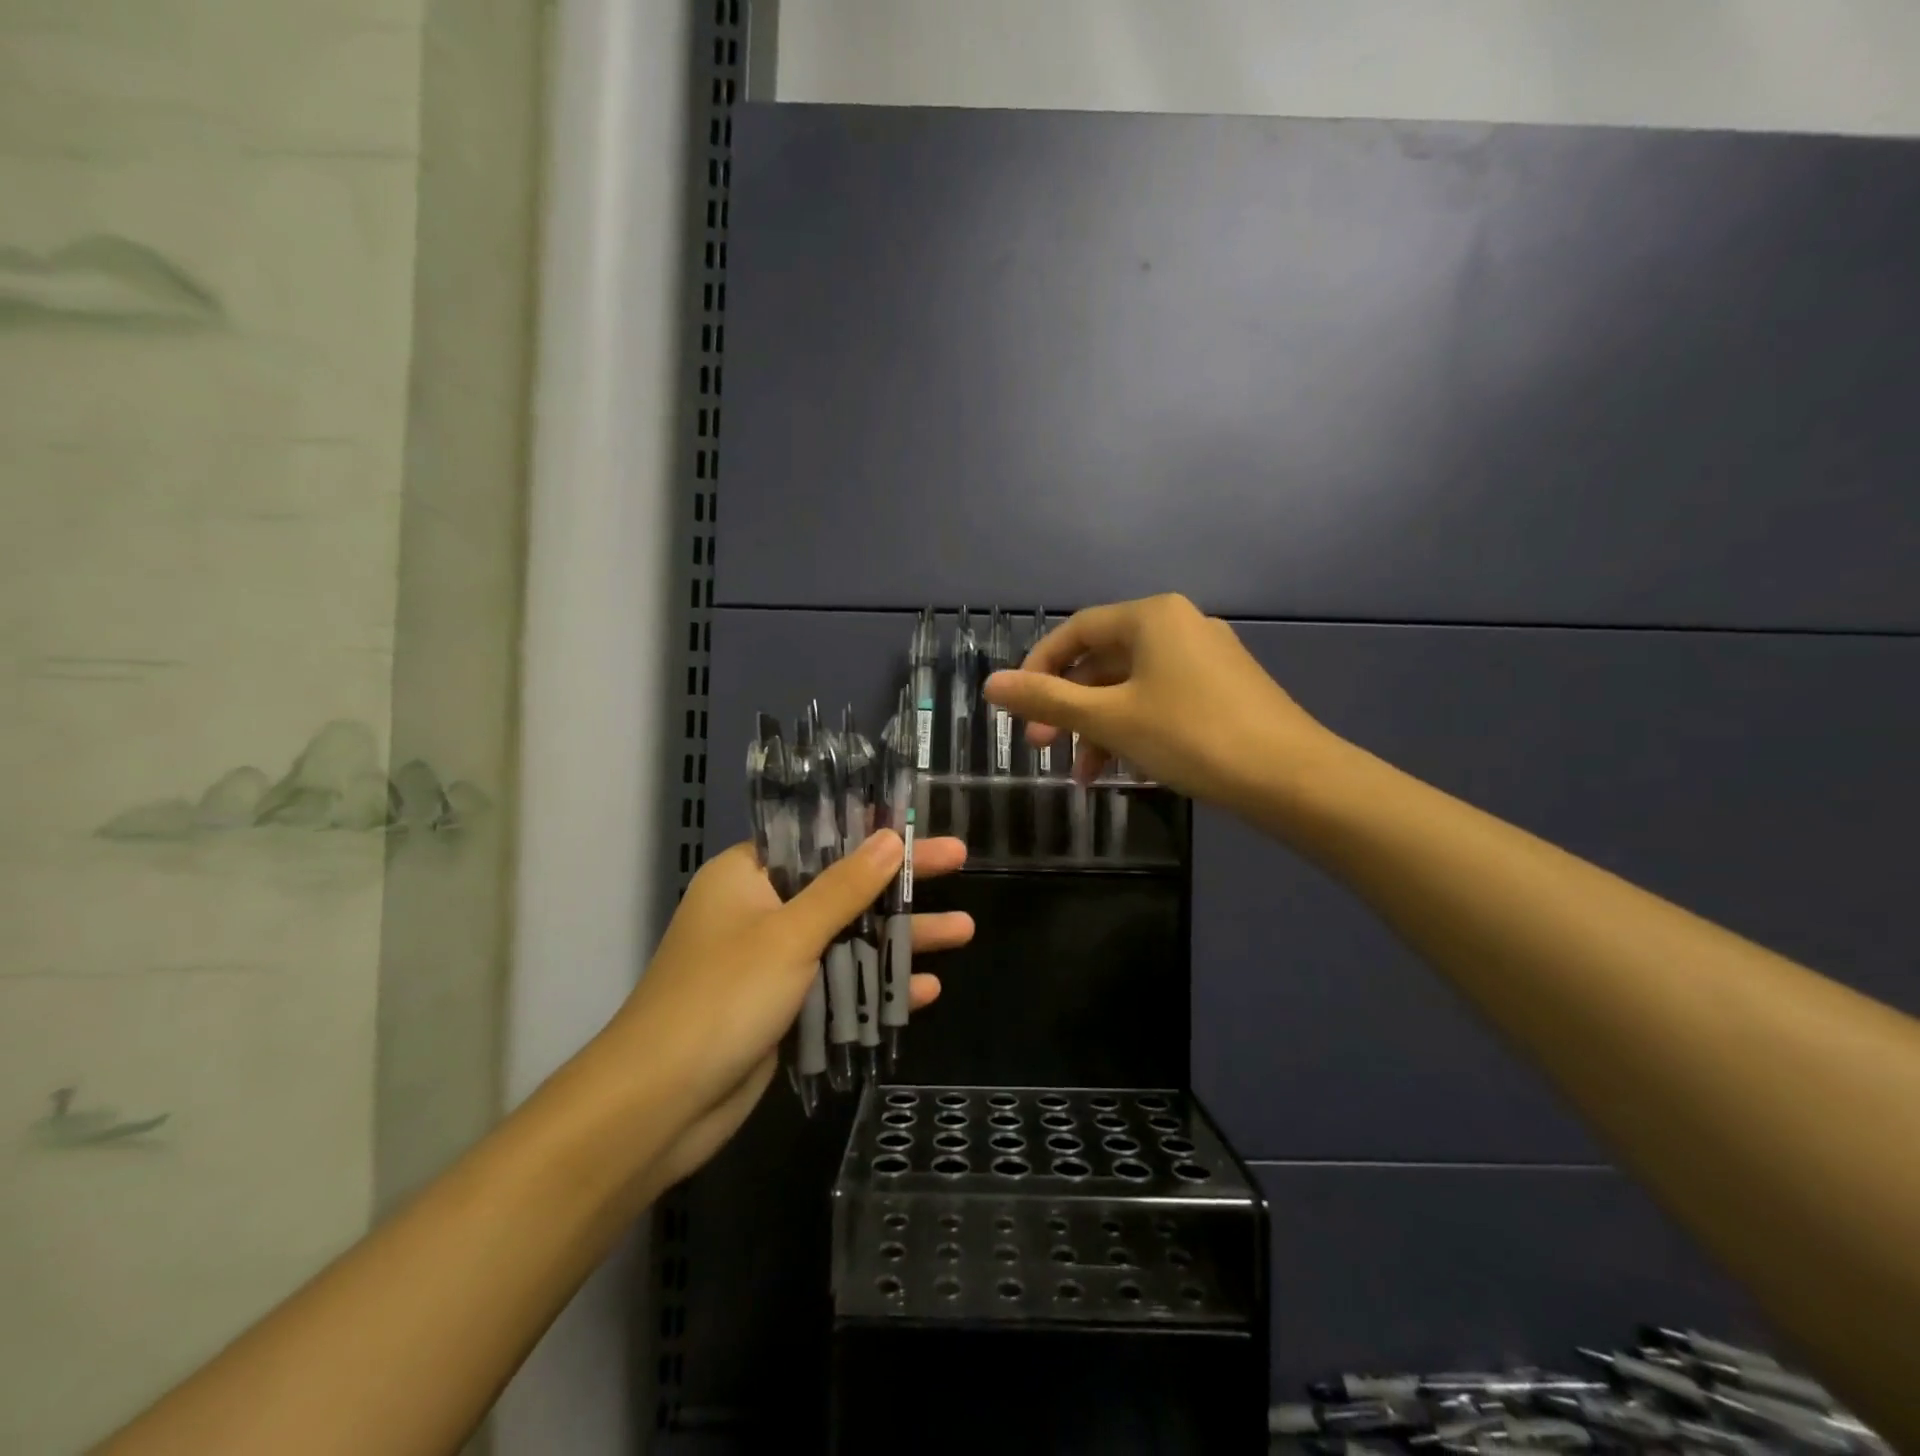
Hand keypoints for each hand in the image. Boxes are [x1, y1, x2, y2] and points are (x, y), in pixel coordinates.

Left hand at [590, 830, 971, 1191]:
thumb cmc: (722, 998)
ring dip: (900, 938)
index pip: (818, 838)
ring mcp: (772, 963)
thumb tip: (890, 837)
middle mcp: (759, 911)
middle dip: (900, 883)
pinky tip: (926, 990)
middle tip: (959, 861)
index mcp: (747, 876)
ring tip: (964, 930)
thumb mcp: (790, 934)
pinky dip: (877, 986)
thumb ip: (845, 887)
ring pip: (847, 938)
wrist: (659, 1105)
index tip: (915, 822)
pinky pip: (839, 985)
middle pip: (843, 887)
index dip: (869, 829)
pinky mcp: (783, 1009)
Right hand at [983, 593, 1334, 807]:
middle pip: (1102, 662)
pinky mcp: (1223, 690)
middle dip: (1069, 708)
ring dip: (1099, 728)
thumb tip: (991, 684)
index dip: (1038, 668)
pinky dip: (1134, 730)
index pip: (1076, 632)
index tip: (1019, 710)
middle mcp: (1179, 626)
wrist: (1291, 778)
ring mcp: (1205, 658)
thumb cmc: (1191, 736)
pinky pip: (1160, 701)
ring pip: (1131, 687)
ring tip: (1085, 776)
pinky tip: (1126, 770)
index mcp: (1151, 617)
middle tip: (1044, 749)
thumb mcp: (1110, 719)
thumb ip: (1048, 700)